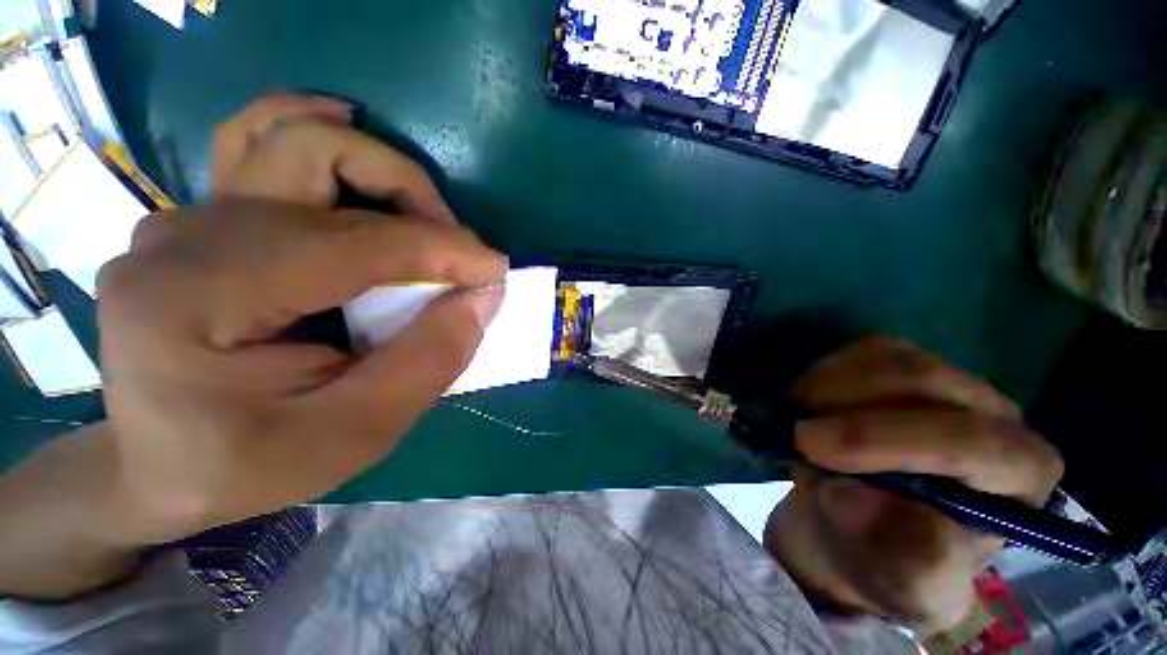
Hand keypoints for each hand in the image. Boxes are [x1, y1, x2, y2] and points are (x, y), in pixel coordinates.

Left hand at [0, 95, 506, 598]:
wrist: (159, 461)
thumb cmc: (248, 462)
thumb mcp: (352, 434)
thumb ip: (426, 359)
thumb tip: (478, 301)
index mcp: (202, 297)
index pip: (354, 247)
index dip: (442, 250)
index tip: (496, 267)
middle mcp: (187, 231)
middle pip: (321, 175)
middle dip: (416, 208)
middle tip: (464, 251)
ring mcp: (189, 209)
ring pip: (289, 137)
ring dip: (377, 165)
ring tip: (426, 207)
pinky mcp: (205, 210)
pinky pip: (260, 134)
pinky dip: (316, 125)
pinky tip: (352, 137)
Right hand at [764, 337, 1062, 633]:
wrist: (861, 526)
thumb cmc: (889, 561)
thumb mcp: (903, 583)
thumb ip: (902, 554)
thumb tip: (855, 496)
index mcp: (1020, 475)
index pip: (972, 442)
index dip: (884, 439)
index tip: (809, 445)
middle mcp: (996, 415)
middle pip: (925, 382)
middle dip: (846, 406)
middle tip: (795, 433)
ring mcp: (949, 381)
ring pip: (887, 356)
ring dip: (828, 386)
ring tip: (800, 421)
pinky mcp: (904, 365)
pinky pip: (861, 350)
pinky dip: (824, 372)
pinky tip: (809, 403)